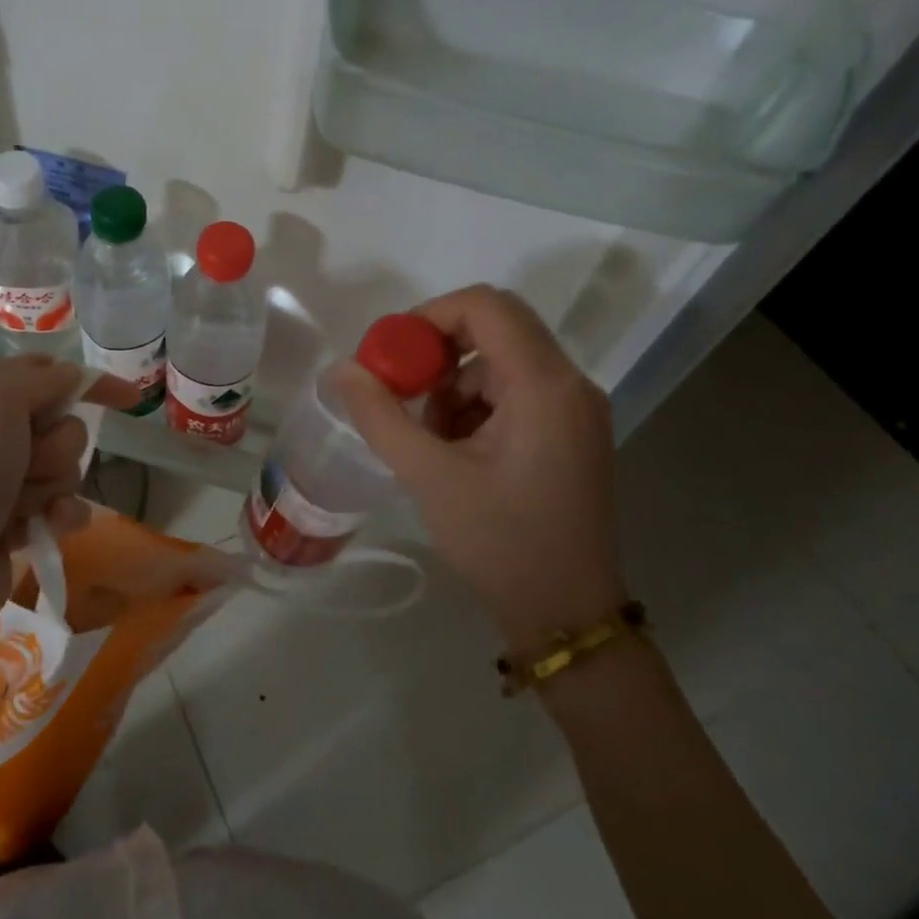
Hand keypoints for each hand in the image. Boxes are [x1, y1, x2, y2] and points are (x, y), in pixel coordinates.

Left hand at [0, 357, 138, 707]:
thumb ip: (42, 380)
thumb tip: (75, 378)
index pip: (42, 371)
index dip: (86, 382)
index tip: (130, 399)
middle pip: (59, 422)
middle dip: (55, 445)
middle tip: (27, 464)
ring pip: (63, 464)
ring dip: (52, 484)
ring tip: (23, 506)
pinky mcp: (10, 520)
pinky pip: (60, 504)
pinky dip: (59, 515)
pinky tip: (50, 527)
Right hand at [331, 284, 626, 647]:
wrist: (566, 613)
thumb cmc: (499, 541)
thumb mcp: (429, 476)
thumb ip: (380, 415)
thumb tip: (342, 368)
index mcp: (544, 384)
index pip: (486, 306)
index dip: (429, 316)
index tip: (392, 355)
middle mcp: (570, 383)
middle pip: (497, 328)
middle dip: (439, 352)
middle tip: (402, 390)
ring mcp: (576, 408)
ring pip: (502, 361)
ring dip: (456, 385)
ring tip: (429, 438)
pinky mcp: (572, 431)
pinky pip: (517, 391)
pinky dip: (478, 406)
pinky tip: (457, 452)